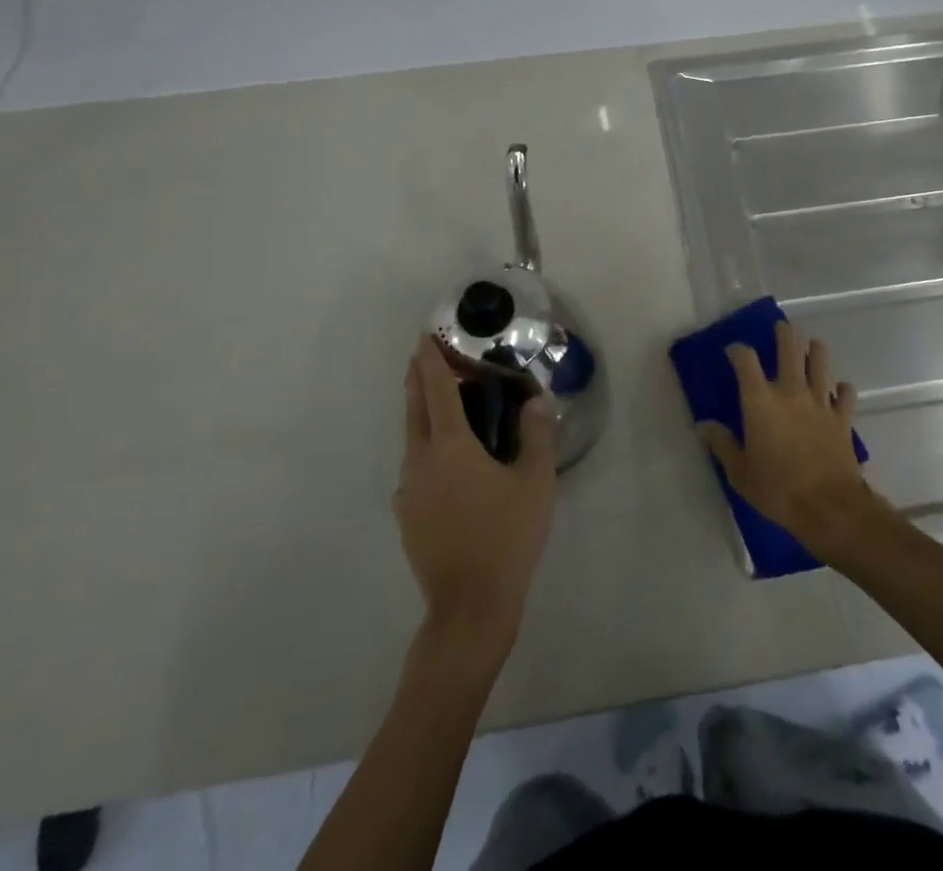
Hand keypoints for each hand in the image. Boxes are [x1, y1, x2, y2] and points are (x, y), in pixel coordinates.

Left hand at [395, 337, 555, 657]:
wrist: (470, 606)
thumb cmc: (507, 536)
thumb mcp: (535, 482)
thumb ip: (536, 435)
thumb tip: (536, 400)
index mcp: (451, 446)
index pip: (437, 390)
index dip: (431, 361)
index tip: (423, 337)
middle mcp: (421, 461)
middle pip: (415, 409)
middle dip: (418, 378)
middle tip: (423, 356)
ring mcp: (409, 491)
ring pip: (412, 439)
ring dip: (422, 413)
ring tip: (443, 405)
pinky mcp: (406, 516)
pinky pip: (414, 468)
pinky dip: (426, 449)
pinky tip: (445, 463)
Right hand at [697, 320, 884, 561]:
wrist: (829, 507)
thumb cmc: (777, 489)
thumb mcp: (740, 472)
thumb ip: (722, 444)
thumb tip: (704, 425)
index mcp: (760, 401)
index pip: (745, 360)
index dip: (738, 350)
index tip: (733, 351)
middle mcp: (790, 391)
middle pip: (790, 348)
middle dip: (784, 334)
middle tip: (781, 327)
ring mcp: (820, 402)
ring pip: (820, 362)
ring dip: (816, 351)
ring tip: (812, 347)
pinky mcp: (842, 418)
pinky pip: (846, 394)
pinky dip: (842, 389)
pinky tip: (838, 391)